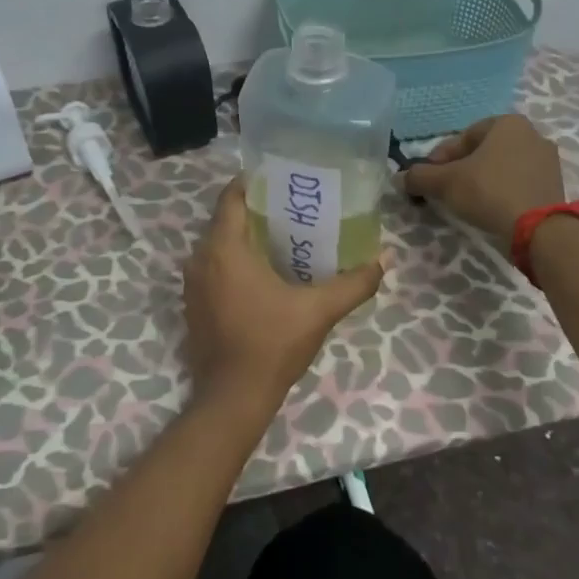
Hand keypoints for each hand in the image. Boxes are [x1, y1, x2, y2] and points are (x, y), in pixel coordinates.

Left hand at [183, 177, 385, 417]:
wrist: (233, 398)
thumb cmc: (272, 344)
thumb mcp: (319, 311)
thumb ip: (354, 283)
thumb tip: (386, 259)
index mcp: (224, 249)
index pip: (231, 197)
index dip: (253, 183)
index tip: (281, 180)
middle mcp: (200, 259)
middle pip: (226, 220)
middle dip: (255, 211)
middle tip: (292, 209)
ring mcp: (192, 284)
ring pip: (218, 245)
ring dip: (244, 238)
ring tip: (282, 239)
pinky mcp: (192, 305)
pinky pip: (212, 268)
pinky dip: (233, 262)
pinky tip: (262, 274)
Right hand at [401, 114, 564, 240]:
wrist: (540, 229)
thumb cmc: (489, 191)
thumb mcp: (446, 182)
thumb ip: (420, 177)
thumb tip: (399, 178)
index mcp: (507, 123)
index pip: (462, 137)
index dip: (439, 158)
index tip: (429, 178)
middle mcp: (531, 134)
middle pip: (483, 151)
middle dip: (461, 169)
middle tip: (445, 190)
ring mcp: (547, 160)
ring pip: (501, 167)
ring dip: (481, 181)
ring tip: (466, 202)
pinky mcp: (555, 185)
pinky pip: (518, 182)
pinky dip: (501, 191)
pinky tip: (490, 209)